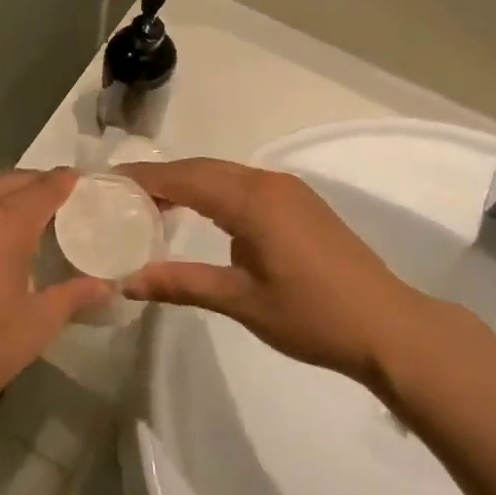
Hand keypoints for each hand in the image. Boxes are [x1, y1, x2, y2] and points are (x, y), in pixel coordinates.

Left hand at [0, 169, 111, 432]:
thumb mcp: (33, 329)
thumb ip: (71, 298)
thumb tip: (105, 286)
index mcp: (3, 223)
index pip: (43, 187)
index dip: (65, 182)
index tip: (79, 181)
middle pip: (9, 182)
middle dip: (35, 185)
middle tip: (55, 201)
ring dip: (0, 200)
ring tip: (16, 224)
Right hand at [118, 159, 423, 384]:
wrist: (388, 326)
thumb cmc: (312, 315)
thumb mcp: (241, 301)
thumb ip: (182, 284)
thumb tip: (127, 282)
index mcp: (251, 200)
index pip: (184, 178)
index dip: (144, 178)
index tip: (107, 183)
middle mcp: (267, 182)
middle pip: (202, 169)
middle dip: (161, 178)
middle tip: (121, 195)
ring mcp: (288, 190)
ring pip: (224, 173)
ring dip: (188, 182)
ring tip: (152, 204)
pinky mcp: (300, 203)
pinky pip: (243, 184)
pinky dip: (213, 191)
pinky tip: (201, 213)